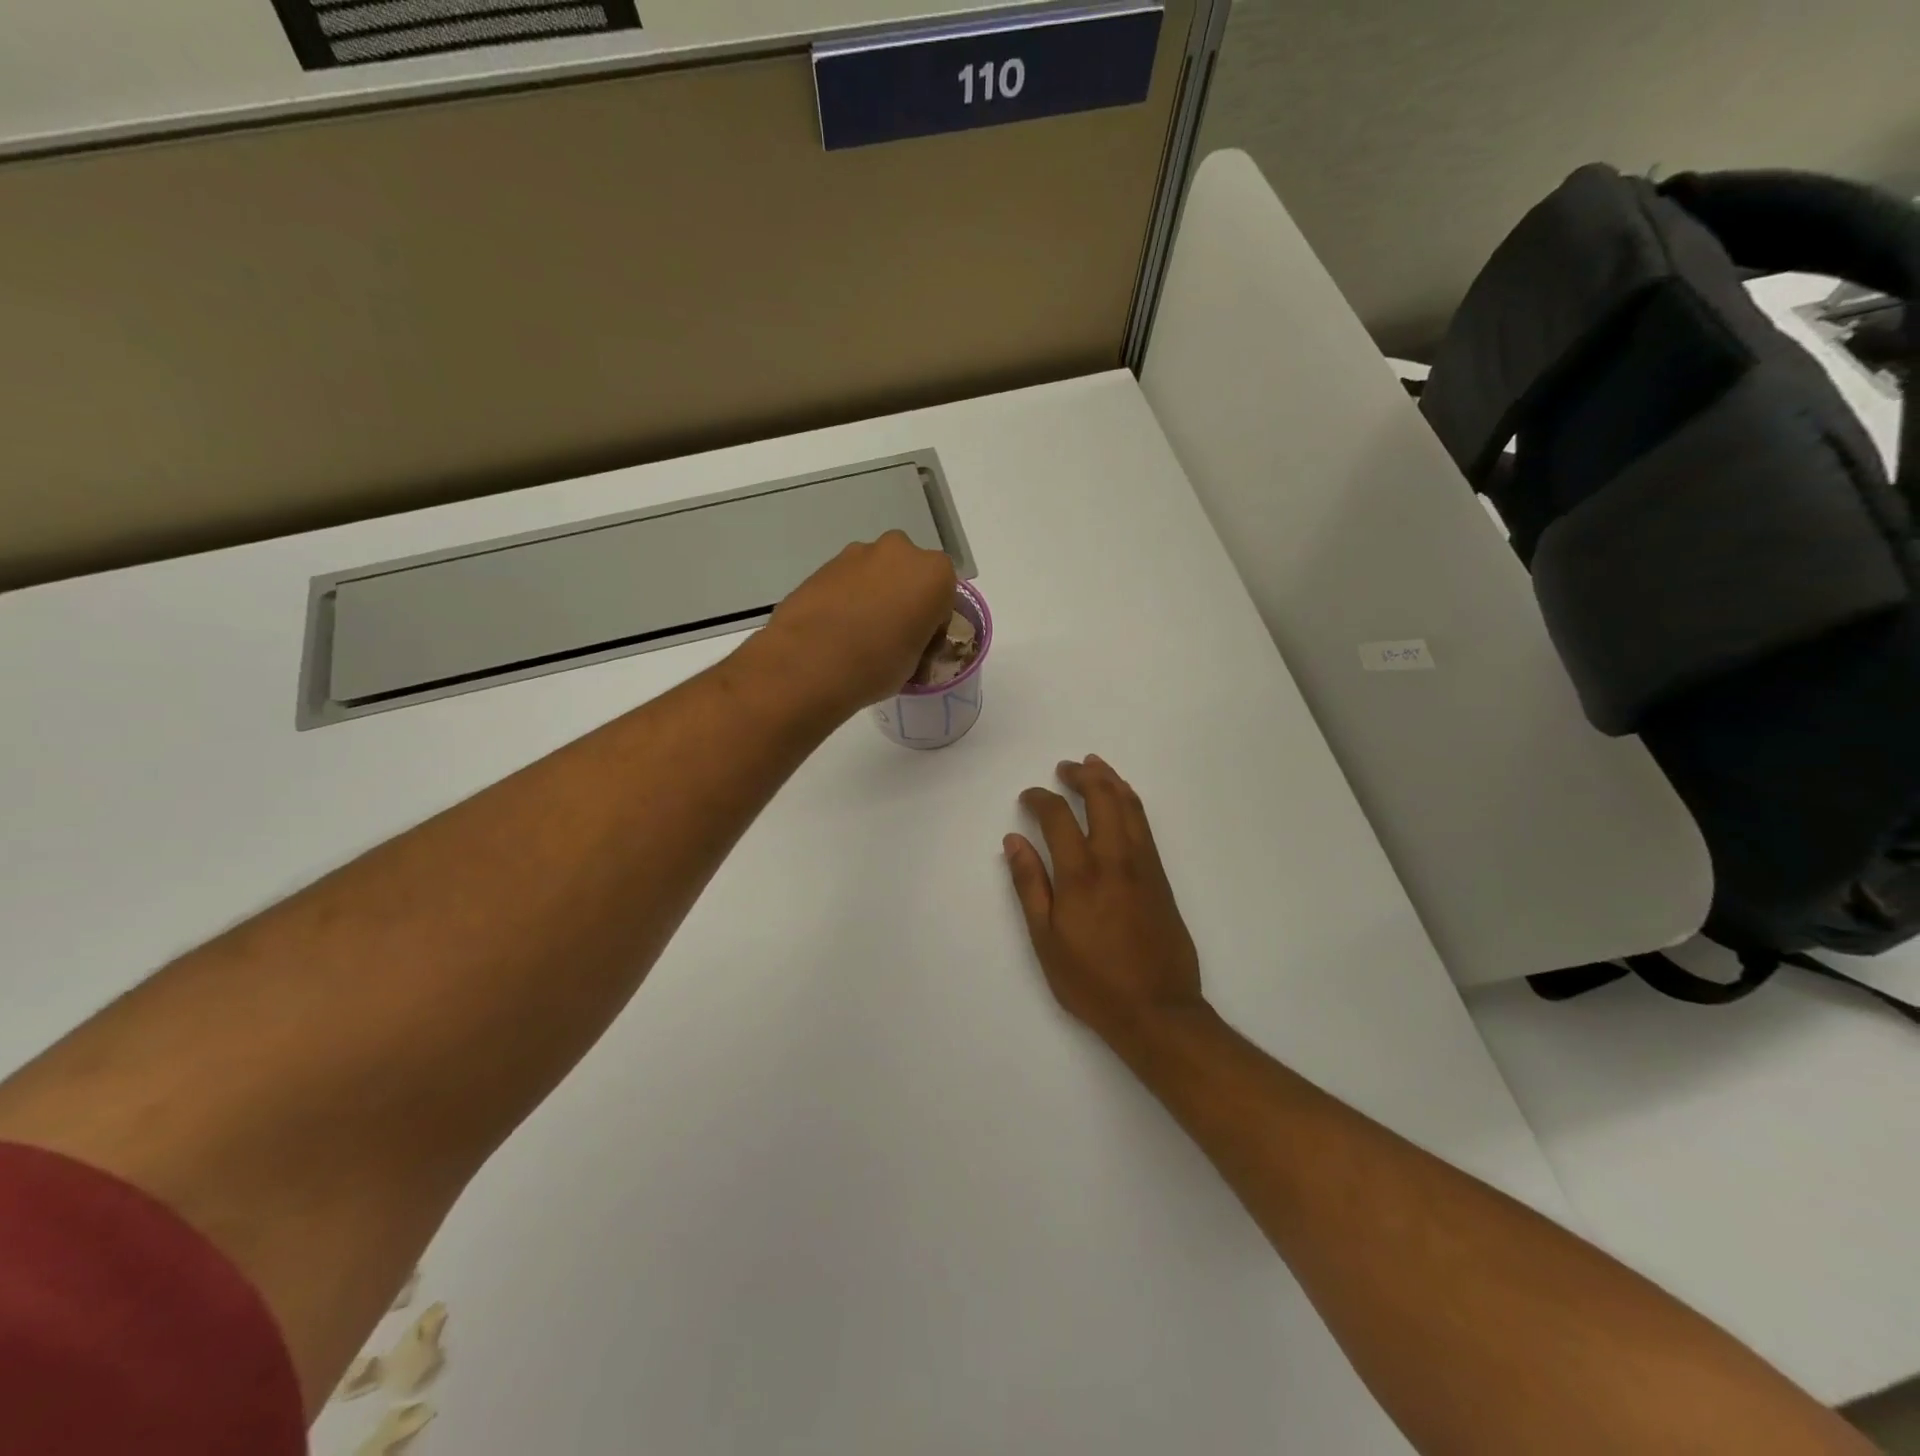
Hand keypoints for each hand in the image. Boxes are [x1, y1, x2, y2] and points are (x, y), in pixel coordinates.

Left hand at [747, 532, 957, 716]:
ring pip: (876, 574)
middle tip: (891, 635)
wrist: (809, 662)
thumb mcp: (916, 662)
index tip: (920, 645)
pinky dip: (847, 598)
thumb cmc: (878, 664)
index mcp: (935, 573)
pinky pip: (847, 581)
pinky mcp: (824, 564)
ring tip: (858, 635)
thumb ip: (919, 638)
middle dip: (903, 597)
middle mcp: (900, 551)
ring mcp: (857, 553)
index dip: (933, 623)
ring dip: (873, 595)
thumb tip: (908, 639)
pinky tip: (836, 630)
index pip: (944, 597)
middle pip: (909, 574)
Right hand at [1005, 757, 1210, 1058]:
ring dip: (1110, 780)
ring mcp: (1143, 865)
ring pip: (1129, 805)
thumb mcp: (1046, 939)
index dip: (1040, 798)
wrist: (1157, 1010)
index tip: (1028, 797)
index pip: (1058, 817)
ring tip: (1094, 765)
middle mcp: (1114, 859)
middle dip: (1081, 775)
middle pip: (1101, 798)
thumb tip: (1014, 840)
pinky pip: (1145, 824)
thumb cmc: (1092, 981)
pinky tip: (1122, 799)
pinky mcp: (1161, 877)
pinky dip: (1131, 801)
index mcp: (1080, 874)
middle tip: (1065, 767)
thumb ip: (1029, 884)